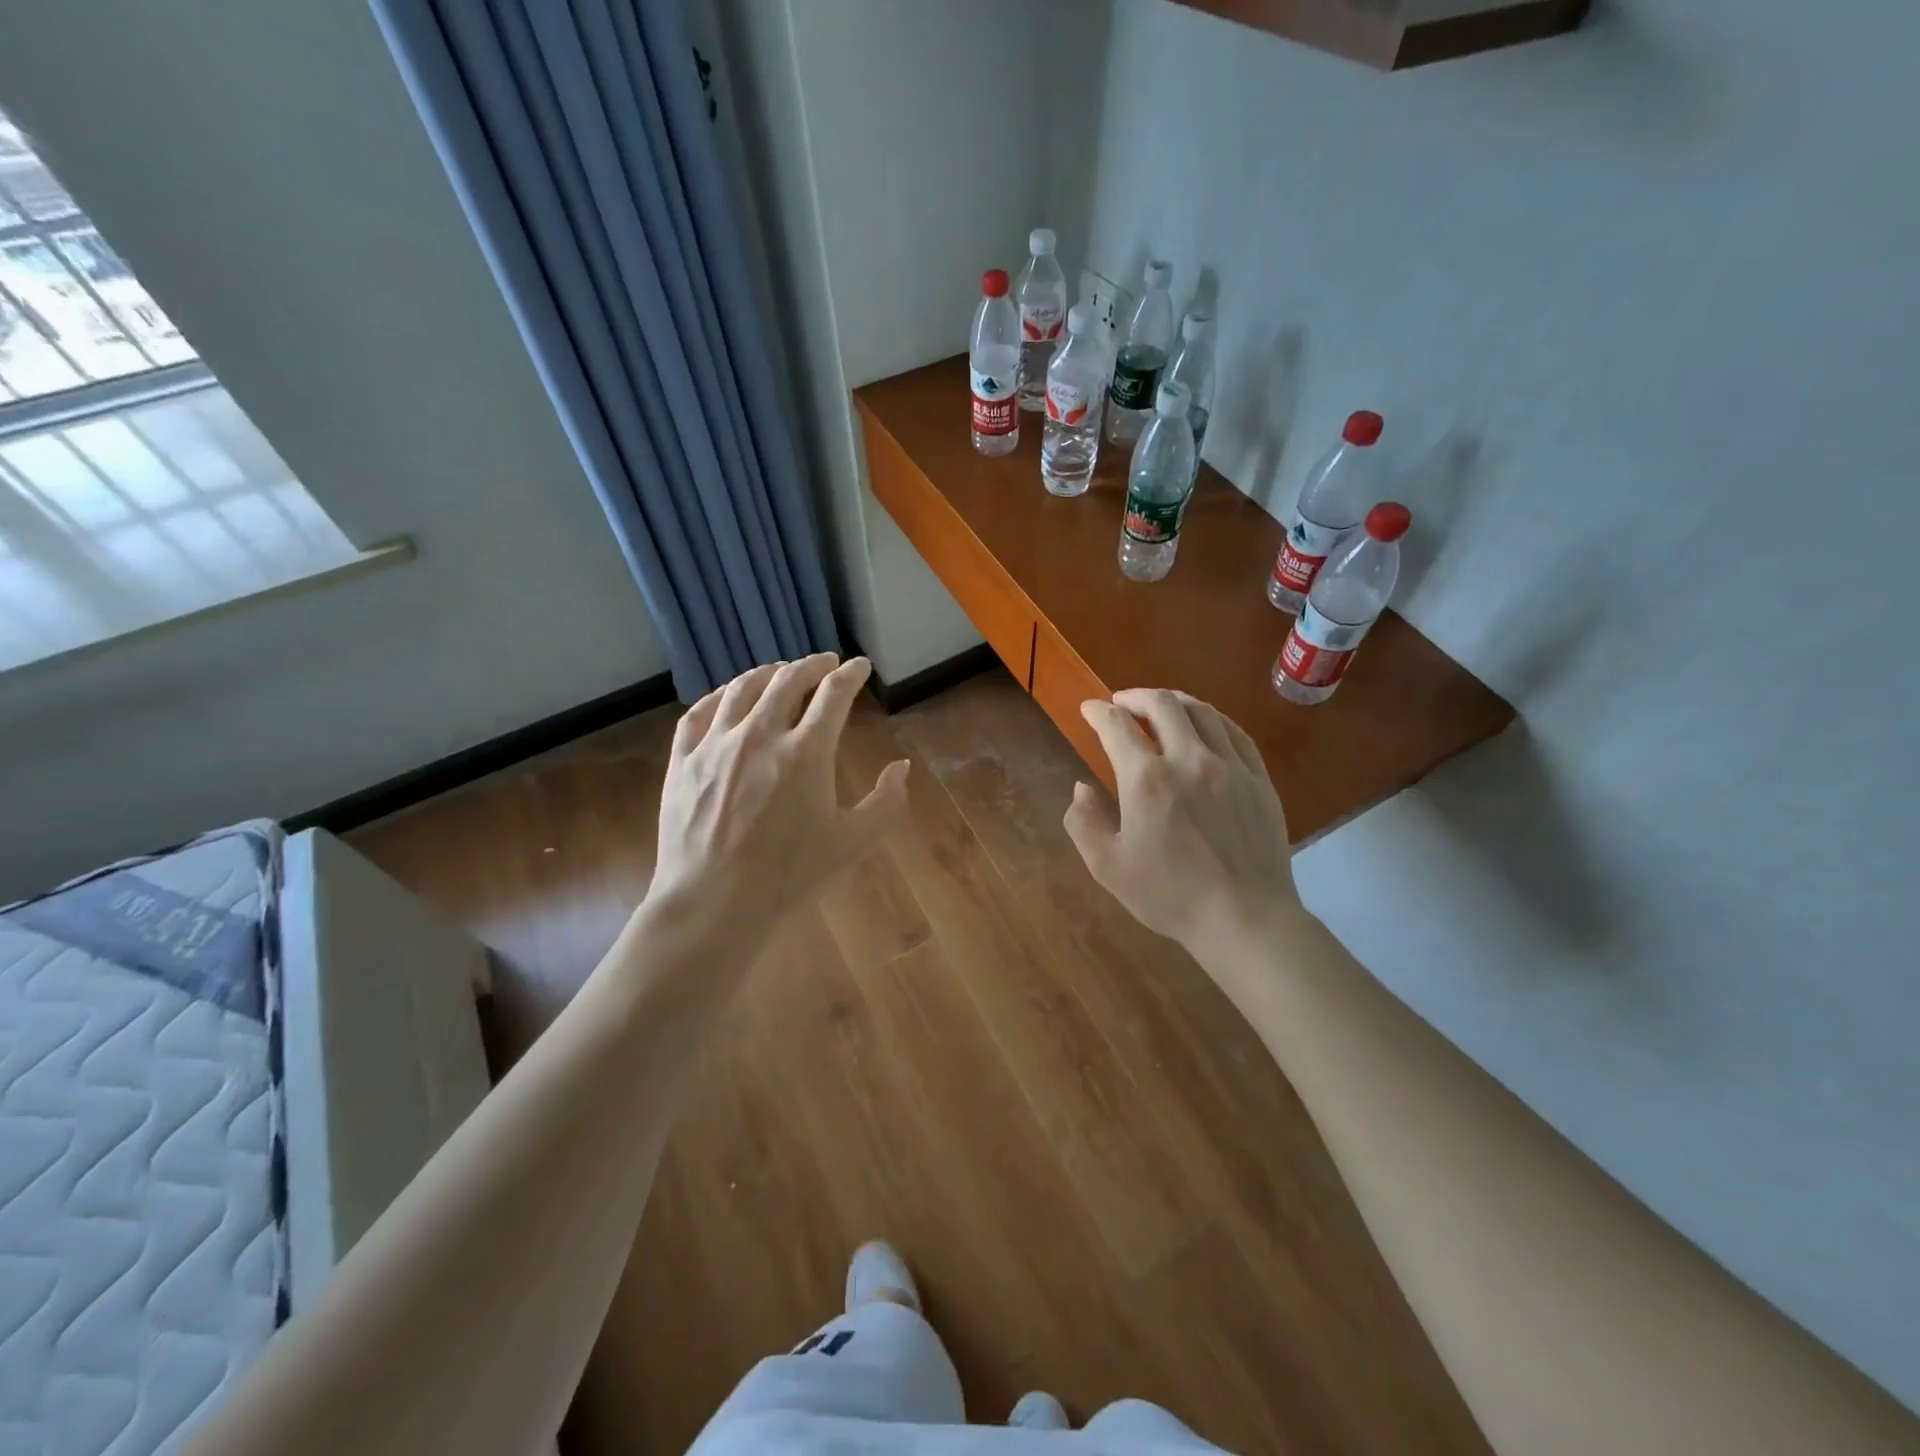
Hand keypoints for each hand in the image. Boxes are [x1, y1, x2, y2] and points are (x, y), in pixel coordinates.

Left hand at [646, 654, 908, 944]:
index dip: (851, 674)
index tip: (860, 666)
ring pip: (742, 688)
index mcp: (807, 751)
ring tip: (780, 671)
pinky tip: (728, 697)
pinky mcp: (683, 761)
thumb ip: (886, 802)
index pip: (834, 694)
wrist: (714, 902)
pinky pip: (699, 713)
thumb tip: (901, 768)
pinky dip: (719, 696)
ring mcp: (716, 744)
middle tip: (825, 663)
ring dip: (767, 673)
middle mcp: (761, 734)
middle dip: (812, 665)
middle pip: (788, 680)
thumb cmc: (790, 875)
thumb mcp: (853, 842)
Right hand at [1064, 688, 1299, 954]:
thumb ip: (1083, 822)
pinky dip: (1212, 718)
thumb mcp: (1108, 867)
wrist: (1244, 918)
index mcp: (1146, 780)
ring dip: (1173, 701)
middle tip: (1121, 703)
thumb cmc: (1170, 896)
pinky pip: (1235, 732)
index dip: (1097, 712)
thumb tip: (1081, 787)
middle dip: (1135, 697)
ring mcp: (1230, 766)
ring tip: (1160, 706)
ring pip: (1201, 711)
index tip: (1089, 710)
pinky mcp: (1259, 778)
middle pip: (1161, 705)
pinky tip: (1205, 724)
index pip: (1116, 726)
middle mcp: (1188, 760)